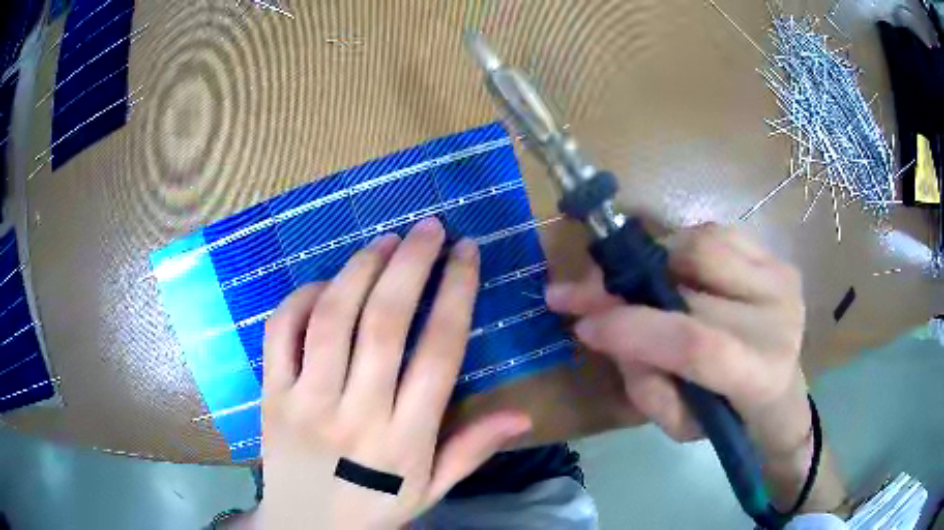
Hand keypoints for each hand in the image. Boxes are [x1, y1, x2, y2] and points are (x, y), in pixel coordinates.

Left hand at [260, 218, 531, 528]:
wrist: (304, 527)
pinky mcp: (271, 395)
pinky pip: (280, 333)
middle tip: (429, 227)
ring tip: (386, 241)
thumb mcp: (430, 490)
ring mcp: (305, 401)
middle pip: (383, 323)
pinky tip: (326, 282)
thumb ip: (472, 450)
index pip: (437, 352)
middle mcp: (355, 413)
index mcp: (404, 439)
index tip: (467, 252)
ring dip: (360, 269)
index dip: (456, 292)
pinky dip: (301, 298)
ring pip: (331, 318)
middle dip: (411, 264)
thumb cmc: (373, 509)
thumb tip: (523, 414)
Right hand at [546, 223, 842, 510]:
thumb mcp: (679, 423)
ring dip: (653, 259)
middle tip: (578, 292)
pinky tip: (671, 270)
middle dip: (622, 283)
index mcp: (759, 375)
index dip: (633, 329)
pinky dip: (681, 246)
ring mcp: (780, 278)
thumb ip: (643, 383)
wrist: (780, 389)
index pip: (695, 343)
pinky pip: (716, 232)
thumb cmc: (727, 416)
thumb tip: (605, 325)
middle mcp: (778, 317)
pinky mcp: (776, 257)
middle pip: (693, 280)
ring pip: (702, 244)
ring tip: (631, 282)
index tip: (582, 324)